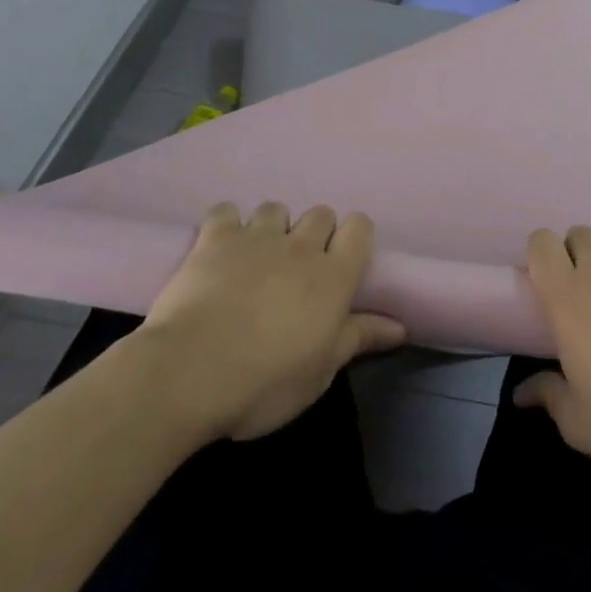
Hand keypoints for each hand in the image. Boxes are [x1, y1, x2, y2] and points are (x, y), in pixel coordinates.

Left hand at [137, 202, 404, 441]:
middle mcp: (301, 247)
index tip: (345, 259)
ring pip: (276, 208)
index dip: (355, 237)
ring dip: (274, 227)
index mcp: (333, 277)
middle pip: (320, 213)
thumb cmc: (264, 383)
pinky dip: (228, 223)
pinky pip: (227, 211)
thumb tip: (400, 327)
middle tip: (300, 268)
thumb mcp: (320, 372)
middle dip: (316, 233)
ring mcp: (257, 237)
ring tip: (260, 257)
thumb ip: (359, 339)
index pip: (359, 229)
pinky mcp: (216, 238)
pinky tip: (222, 245)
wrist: (189, 372)